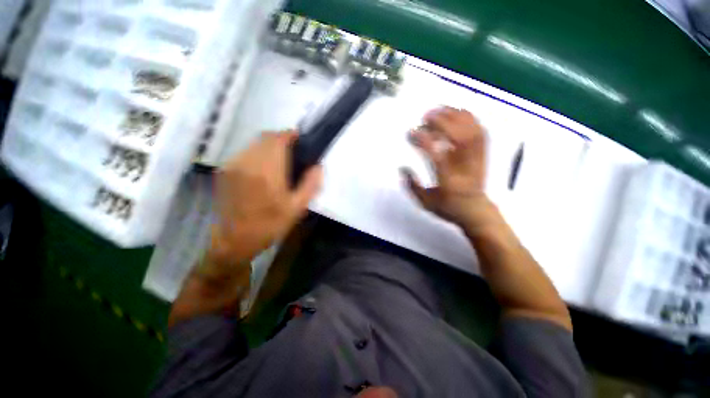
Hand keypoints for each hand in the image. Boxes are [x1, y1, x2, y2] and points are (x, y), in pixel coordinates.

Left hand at [208, 131, 322, 268]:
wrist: (233, 241)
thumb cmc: (269, 225)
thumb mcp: (297, 208)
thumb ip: (310, 185)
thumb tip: (318, 166)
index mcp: (267, 171)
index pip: (277, 139)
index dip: (290, 135)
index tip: (300, 140)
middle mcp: (247, 162)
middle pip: (265, 137)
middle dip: (281, 139)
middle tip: (293, 152)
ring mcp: (233, 165)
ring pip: (254, 144)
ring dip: (268, 146)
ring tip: (279, 162)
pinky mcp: (224, 171)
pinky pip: (244, 153)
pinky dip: (257, 154)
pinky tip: (263, 170)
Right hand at [402, 107, 488, 228]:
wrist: (476, 211)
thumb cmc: (448, 208)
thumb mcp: (424, 202)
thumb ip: (412, 186)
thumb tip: (403, 168)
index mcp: (449, 181)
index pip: (437, 156)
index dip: (423, 141)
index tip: (411, 133)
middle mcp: (465, 167)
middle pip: (459, 137)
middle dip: (442, 122)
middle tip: (425, 117)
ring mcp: (477, 159)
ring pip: (472, 130)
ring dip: (455, 116)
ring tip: (438, 110)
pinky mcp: (483, 154)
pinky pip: (480, 130)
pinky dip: (468, 118)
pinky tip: (455, 114)